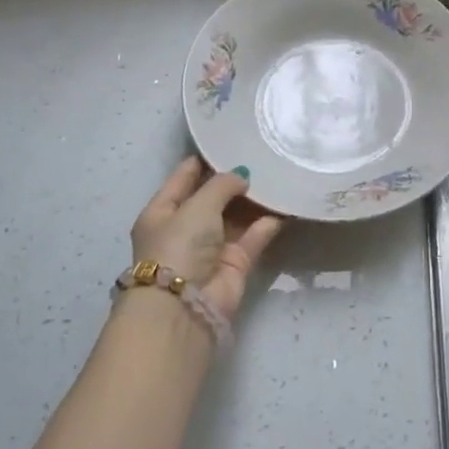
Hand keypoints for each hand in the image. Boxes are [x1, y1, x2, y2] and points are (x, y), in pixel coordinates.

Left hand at [132, 158, 282, 321]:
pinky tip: (286, 203)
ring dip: (255, 199)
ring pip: (237, 216)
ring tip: (279, 173)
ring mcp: (211, 247)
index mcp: (163, 211)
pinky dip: (268, 222)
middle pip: (214, 196)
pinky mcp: (235, 264)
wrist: (184, 307)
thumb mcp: (197, 206)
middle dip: (236, 178)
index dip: (207, 158)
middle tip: (264, 155)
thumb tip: (242, 175)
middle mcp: (186, 228)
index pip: (185, 176)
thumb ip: (222, 185)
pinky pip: (254, 236)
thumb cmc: (179, 247)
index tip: (233, 140)